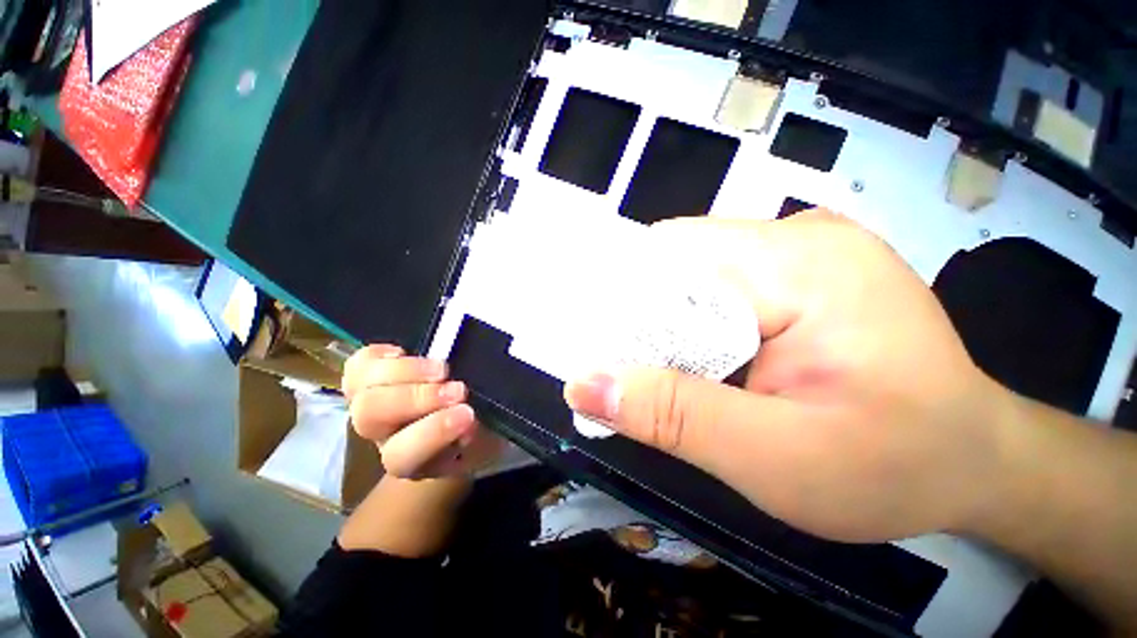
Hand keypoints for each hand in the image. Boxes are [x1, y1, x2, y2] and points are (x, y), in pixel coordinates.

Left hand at [343, 344, 502, 477]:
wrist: (463, 422)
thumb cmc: (480, 432)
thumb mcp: (488, 438)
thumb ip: (481, 431)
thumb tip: (471, 413)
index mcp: (411, 459)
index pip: (402, 456)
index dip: (432, 433)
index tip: (469, 415)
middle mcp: (384, 434)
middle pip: (370, 416)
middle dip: (416, 398)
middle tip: (459, 389)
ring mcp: (376, 402)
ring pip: (362, 387)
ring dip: (405, 372)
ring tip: (443, 368)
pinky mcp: (373, 377)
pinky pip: (359, 363)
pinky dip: (380, 355)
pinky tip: (408, 353)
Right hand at [565, 210, 1013, 542]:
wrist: (973, 461)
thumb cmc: (894, 467)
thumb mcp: (773, 458)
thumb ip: (672, 416)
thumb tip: (584, 386)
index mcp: (802, 265)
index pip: (671, 259)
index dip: (620, 301)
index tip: (594, 348)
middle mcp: (799, 238)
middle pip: (678, 262)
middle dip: (640, 315)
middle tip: (620, 367)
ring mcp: (802, 250)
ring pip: (693, 274)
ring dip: (665, 320)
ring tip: (654, 366)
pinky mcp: (800, 271)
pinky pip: (718, 285)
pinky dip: (691, 319)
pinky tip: (696, 355)